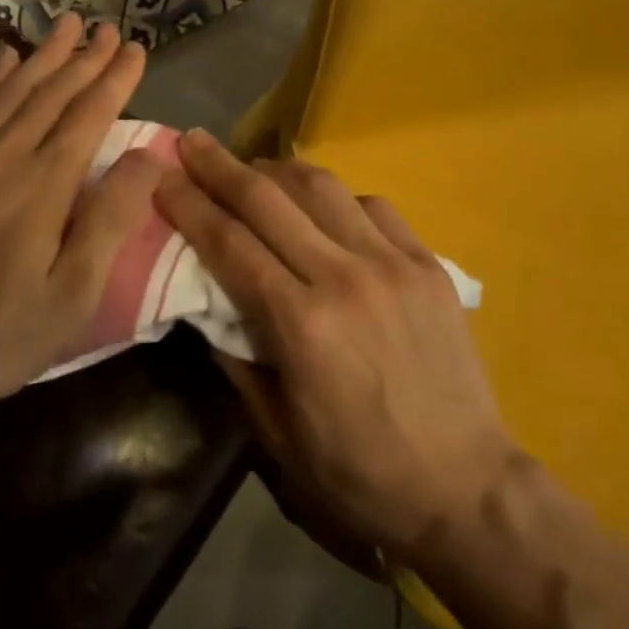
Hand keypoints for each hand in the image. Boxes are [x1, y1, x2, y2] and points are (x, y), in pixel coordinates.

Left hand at [0, 15, 162, 424]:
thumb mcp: (71, 294)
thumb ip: (111, 219)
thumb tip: (149, 155)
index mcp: (43, 184)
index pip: (89, 115)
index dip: (115, 78)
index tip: (136, 48)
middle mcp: (3, 157)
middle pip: (50, 93)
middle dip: (84, 57)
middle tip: (107, 26)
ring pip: (10, 92)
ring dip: (42, 56)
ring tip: (64, 25)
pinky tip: (3, 62)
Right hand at [156, 130, 521, 563]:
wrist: (466, 487)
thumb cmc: (361, 473)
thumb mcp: (278, 433)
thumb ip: (236, 359)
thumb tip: (205, 304)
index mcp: (302, 325)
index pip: (230, 243)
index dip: (190, 204)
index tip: (162, 175)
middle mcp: (345, 278)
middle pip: (268, 199)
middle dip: (221, 166)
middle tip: (192, 141)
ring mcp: (392, 263)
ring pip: (322, 187)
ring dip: (277, 168)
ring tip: (251, 165)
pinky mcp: (427, 263)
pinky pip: (373, 205)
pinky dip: (336, 197)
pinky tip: (322, 206)